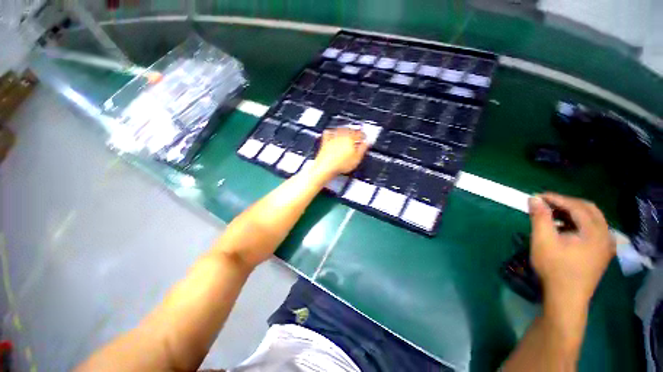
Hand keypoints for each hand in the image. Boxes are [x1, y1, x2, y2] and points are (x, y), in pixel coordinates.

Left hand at [313, 128, 368, 179]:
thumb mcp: (357, 159)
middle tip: (357, 133)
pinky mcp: (325, 142)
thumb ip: (363, 149)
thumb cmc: (340, 164)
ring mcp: (333, 138)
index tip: (365, 137)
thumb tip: (367, 143)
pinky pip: (328, 133)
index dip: (363, 135)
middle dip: (355, 131)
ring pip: (340, 129)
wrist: (326, 167)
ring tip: (347, 131)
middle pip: (350, 130)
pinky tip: (331, 132)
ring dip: (345, 129)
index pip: (360, 134)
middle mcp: (342, 136)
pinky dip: (331, 131)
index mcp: (351, 139)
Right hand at [529, 193, 614, 307]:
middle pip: (588, 209)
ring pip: (592, 218)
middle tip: (546, 204)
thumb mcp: (543, 241)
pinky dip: (578, 224)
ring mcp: (606, 244)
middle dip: (566, 203)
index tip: (538, 196)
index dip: (556, 199)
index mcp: (595, 232)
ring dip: (572, 213)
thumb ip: (540, 217)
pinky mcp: (602, 252)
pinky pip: (593, 229)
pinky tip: (565, 230)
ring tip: (553, 216)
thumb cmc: (554, 268)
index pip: (576, 206)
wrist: (566, 298)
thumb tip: (534, 198)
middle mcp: (606, 234)